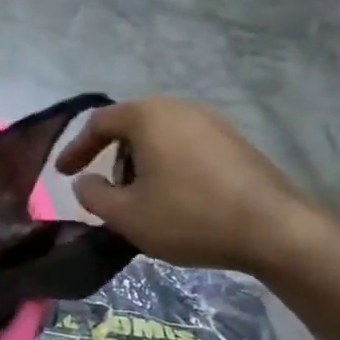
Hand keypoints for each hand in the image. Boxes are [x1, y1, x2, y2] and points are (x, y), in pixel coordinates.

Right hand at [55, 97, 323, 274]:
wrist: (277, 231)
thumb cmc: (189, 216)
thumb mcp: (125, 214)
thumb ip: (92, 195)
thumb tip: (86, 181)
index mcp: (149, 116)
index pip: (98, 123)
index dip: (75, 149)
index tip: (62, 174)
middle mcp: (180, 108)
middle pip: (131, 125)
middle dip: (110, 156)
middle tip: (103, 187)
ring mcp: (214, 122)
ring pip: (160, 136)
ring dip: (140, 162)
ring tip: (138, 196)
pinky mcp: (236, 143)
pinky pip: (186, 145)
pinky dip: (168, 165)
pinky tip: (173, 196)